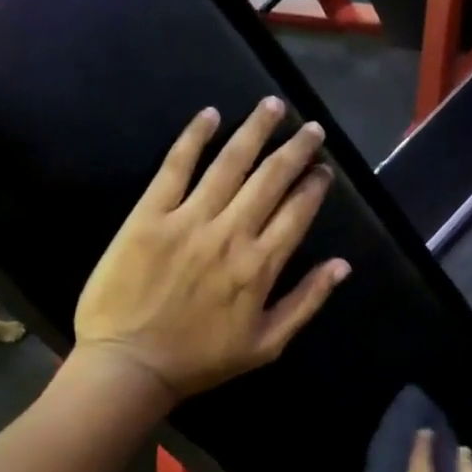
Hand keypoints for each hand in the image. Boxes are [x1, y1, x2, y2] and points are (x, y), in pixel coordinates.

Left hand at [75, 99, 350, 400]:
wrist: (130, 365)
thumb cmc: (200, 361)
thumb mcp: (266, 345)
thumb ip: (306, 302)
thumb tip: (341, 266)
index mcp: (261, 266)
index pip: (297, 213)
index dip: (314, 187)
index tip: (324, 170)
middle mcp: (231, 233)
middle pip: (271, 179)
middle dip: (296, 150)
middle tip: (312, 129)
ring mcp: (189, 219)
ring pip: (230, 163)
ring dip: (255, 131)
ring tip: (273, 106)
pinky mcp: (149, 215)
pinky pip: (175, 166)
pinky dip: (194, 137)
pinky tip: (210, 115)